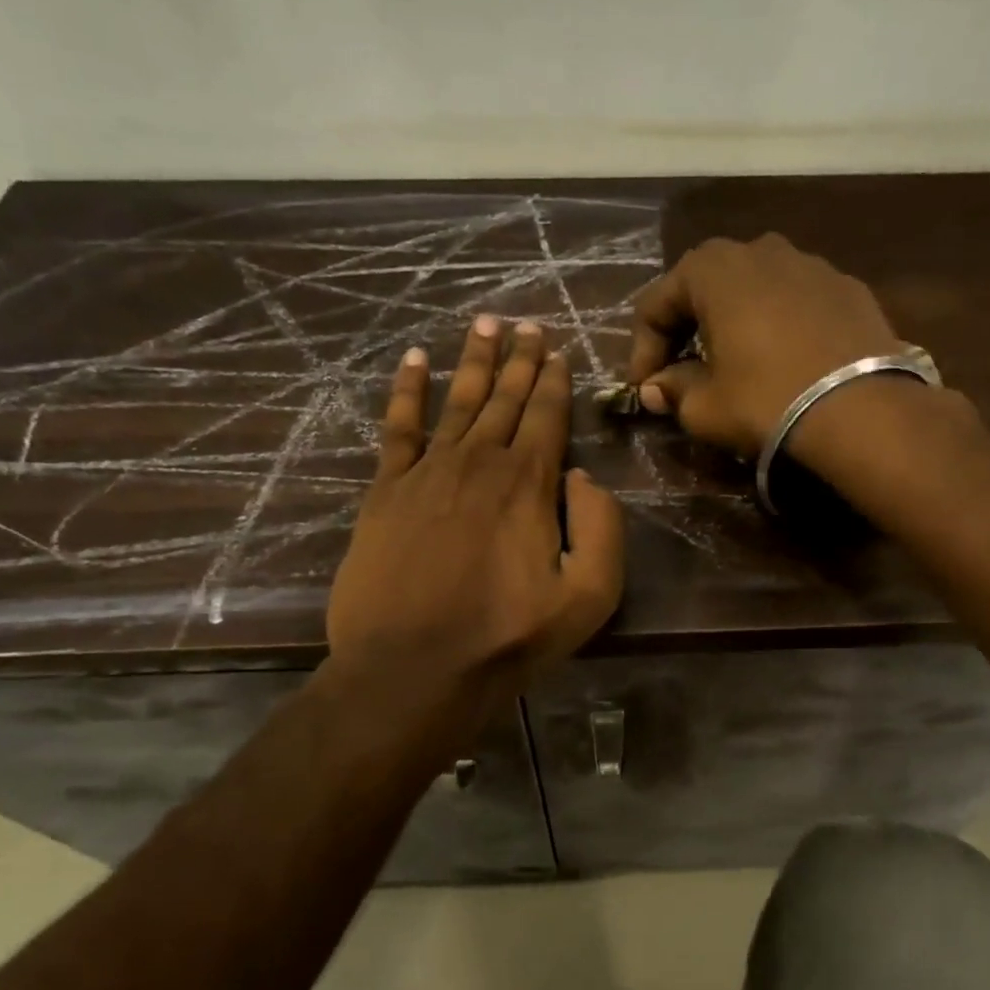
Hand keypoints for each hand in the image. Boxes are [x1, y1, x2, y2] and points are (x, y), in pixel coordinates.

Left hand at [329, 316, 625, 691]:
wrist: (414, 667)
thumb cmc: (508, 638)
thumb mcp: (589, 596)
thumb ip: (602, 529)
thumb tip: (583, 479)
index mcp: (530, 483)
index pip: (547, 415)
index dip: (555, 380)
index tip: (558, 350)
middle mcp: (480, 462)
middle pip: (506, 398)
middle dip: (521, 358)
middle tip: (527, 323)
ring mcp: (428, 472)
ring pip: (458, 400)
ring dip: (475, 360)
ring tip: (485, 323)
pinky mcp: (386, 491)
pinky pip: (399, 427)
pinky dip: (408, 390)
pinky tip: (415, 362)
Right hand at [626, 233, 904, 457]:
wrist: (862, 410)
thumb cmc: (766, 401)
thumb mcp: (704, 407)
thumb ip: (673, 390)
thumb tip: (656, 388)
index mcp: (715, 269)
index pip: (657, 303)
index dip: (643, 349)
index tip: (645, 388)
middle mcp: (761, 250)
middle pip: (705, 286)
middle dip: (686, 328)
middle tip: (682, 370)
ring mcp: (811, 264)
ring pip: (754, 289)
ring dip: (733, 322)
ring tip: (734, 363)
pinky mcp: (848, 288)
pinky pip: (795, 302)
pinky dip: (777, 325)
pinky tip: (782, 361)